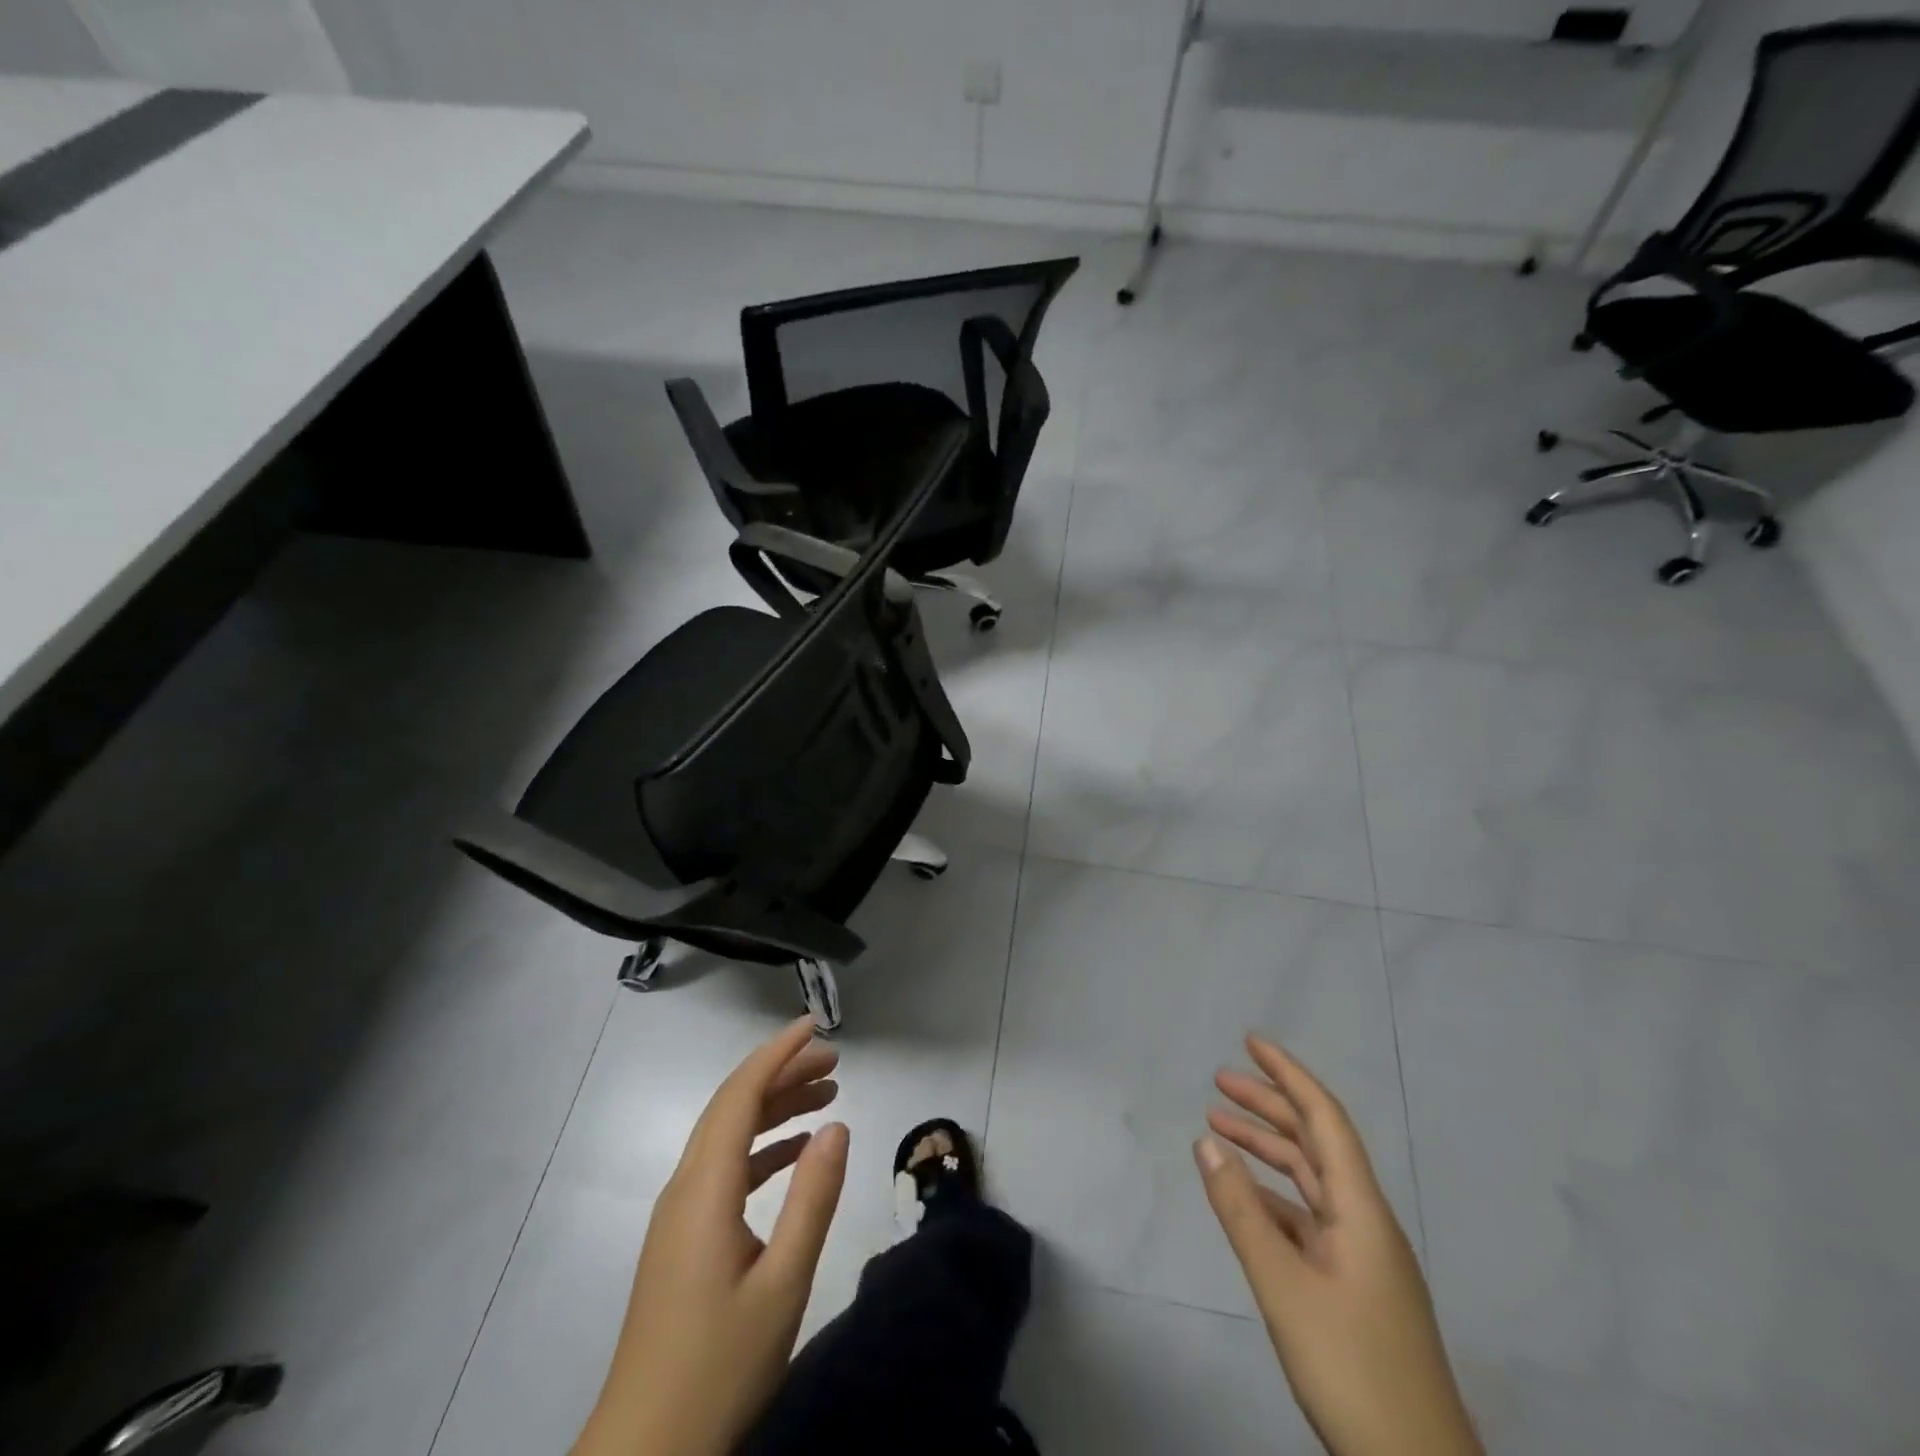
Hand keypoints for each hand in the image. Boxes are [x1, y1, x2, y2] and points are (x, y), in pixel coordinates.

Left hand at [573, 1017, 848, 1455]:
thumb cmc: (719, 1368)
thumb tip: (838, 1126)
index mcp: (704, 1189)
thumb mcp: (782, 1284)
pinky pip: (724, 1168)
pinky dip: (762, 1148)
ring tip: (827, 1095)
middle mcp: (685, 1187)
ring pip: (728, 1135)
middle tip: (835, 1061)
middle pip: (733, 1106)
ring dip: (775, 1108)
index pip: (741, 1094)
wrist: (643, 1454)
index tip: (815, 1027)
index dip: (777, 1053)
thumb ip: (813, 1199)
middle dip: (782, 1073)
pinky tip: (796, 1153)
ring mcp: (679, 1214)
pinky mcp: (682, 1239)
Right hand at [1194, 1035, 1480, 1455]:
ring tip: (1219, 1126)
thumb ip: (1242, 1211)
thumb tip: (1206, 1140)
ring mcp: (1362, 1256)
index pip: (1324, 1119)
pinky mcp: (1353, 1286)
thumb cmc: (1352, 1368)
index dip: (1289, 1074)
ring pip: (1309, 1180)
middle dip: (1269, 1105)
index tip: (1251, 1042)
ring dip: (1267, 1149)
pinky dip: (1272, 1195)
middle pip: (1315, 1143)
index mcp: (1361, 1210)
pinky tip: (1242, 1196)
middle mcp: (1365, 1221)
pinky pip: (1307, 1218)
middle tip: (1219, 1081)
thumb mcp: (1284, 1286)